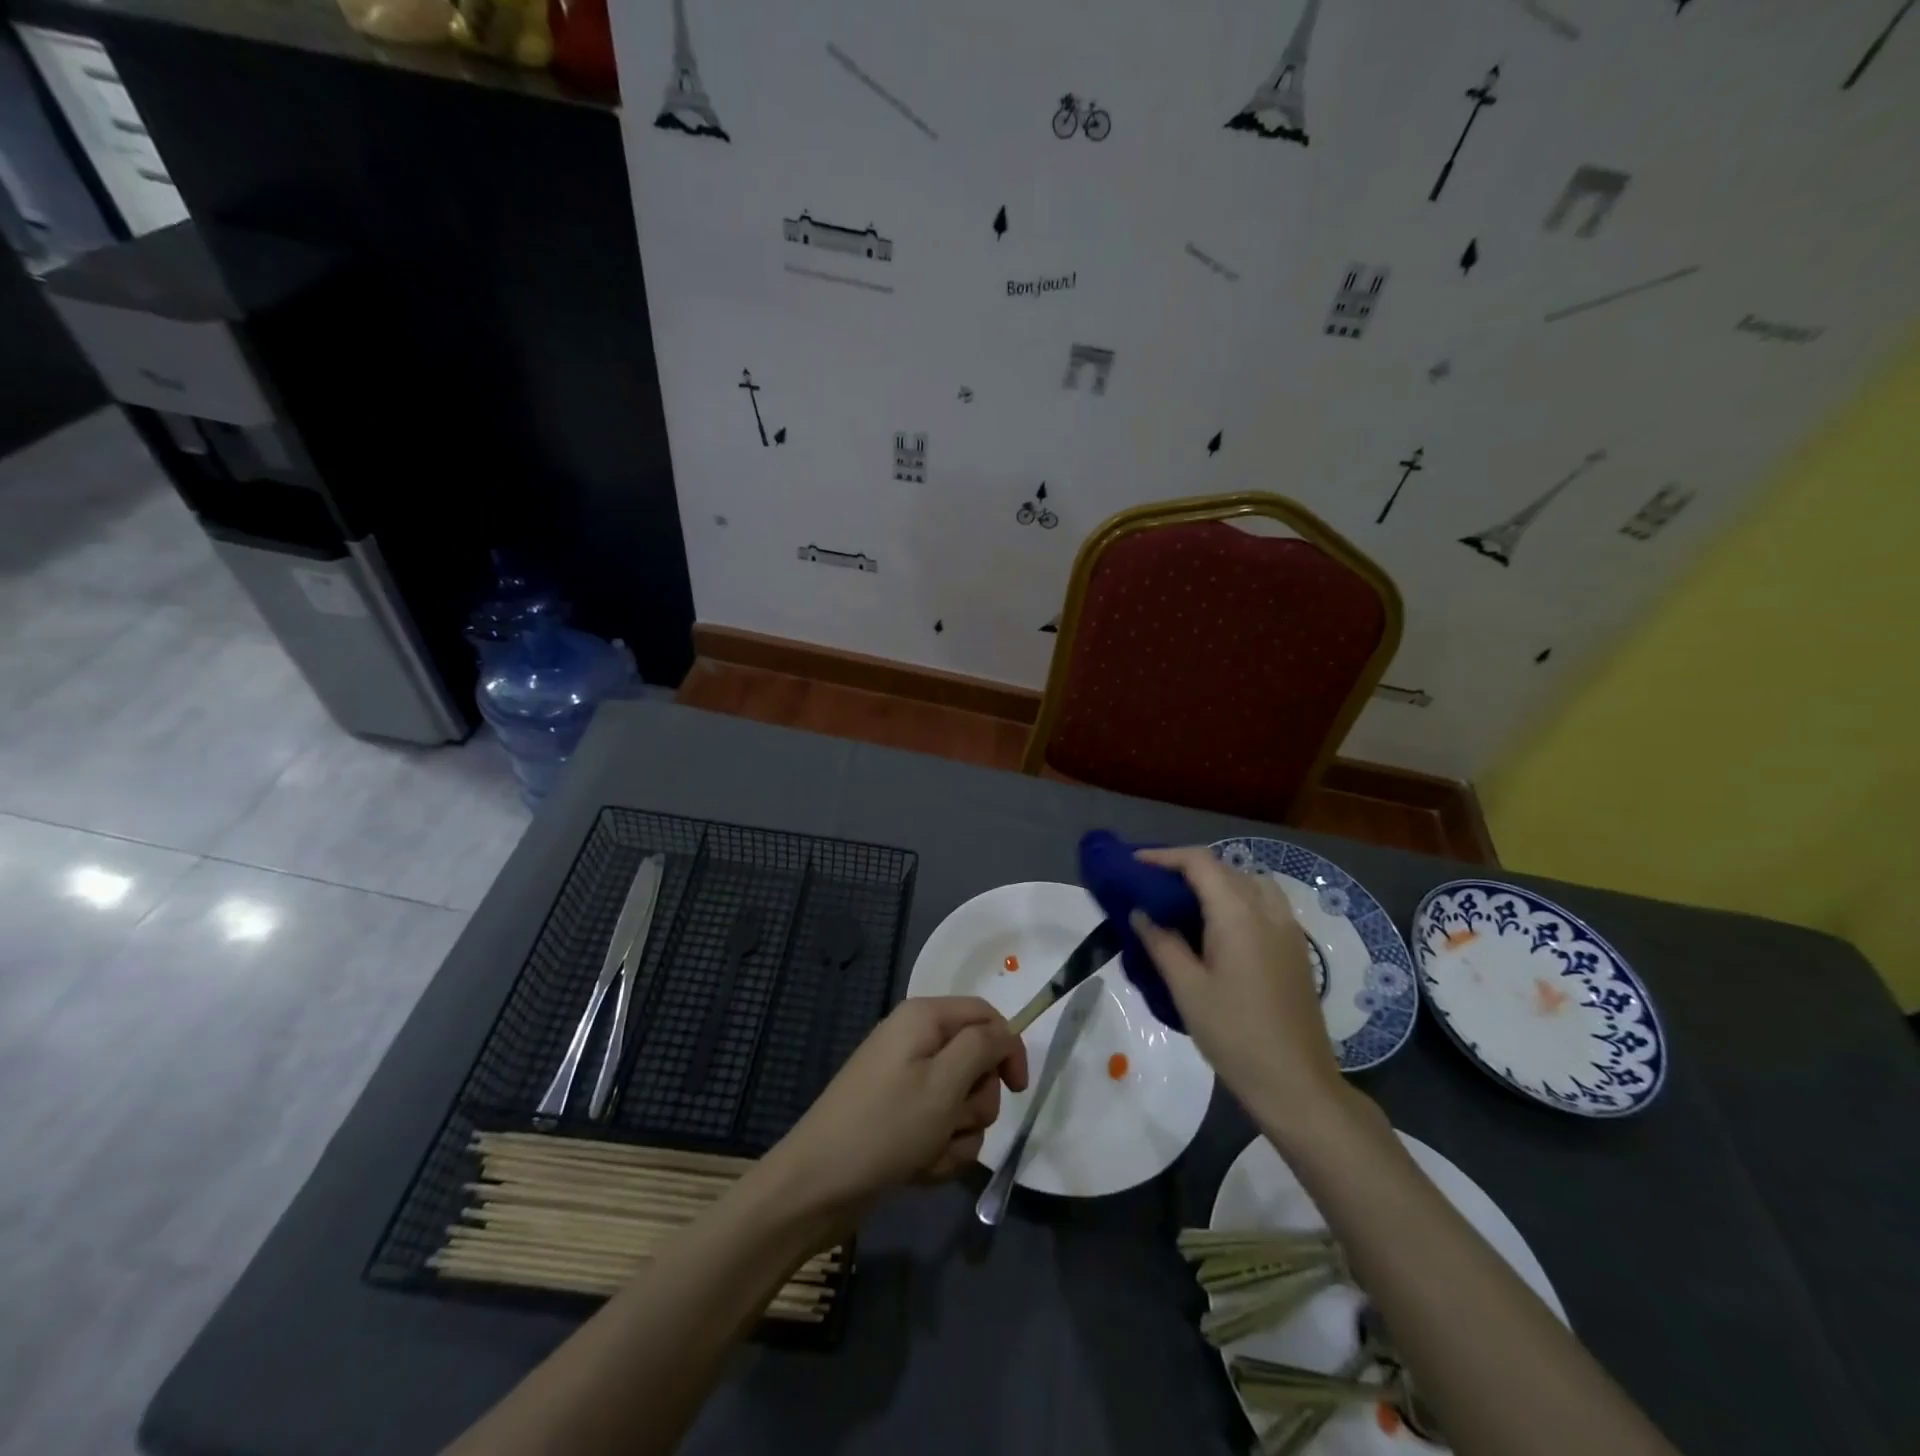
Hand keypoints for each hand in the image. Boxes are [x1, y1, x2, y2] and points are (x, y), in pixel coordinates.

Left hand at [761, 996, 1027, 1227]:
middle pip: (976, 1062)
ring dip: (956, 1135)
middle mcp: (915, 1041)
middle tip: (952, 1122)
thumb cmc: (886, 1127)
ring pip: (962, 1103)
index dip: (1008, 1049)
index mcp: (924, 1018)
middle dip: (975, 1102)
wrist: (817, 1185)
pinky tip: (916, 1168)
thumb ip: (982, 1047)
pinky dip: (937, 1150)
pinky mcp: (899, 1116)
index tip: (1017, 1091)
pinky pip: (939, 1128)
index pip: (986, 1016)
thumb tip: (1005, 1032)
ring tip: (928, 1153)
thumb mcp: (944, 1083)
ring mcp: (905, 1080)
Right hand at [1130, 847, 1346, 1127]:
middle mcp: (1268, 910)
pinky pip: (1264, 903)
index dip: (1164, 856)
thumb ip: (1161, 943)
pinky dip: (1237, 898)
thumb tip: (1141, 913)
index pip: (1200, 862)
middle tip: (1152, 885)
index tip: (1134, 863)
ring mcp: (1288, 928)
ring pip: (1249, 882)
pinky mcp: (1296, 948)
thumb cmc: (1235, 1035)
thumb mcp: (1187, 989)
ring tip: (1185, 903)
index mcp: (1238, 914)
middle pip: (1225, 868)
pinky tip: (1218, 928)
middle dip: (1186, 868)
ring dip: (1216, 881)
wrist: (1297, 1084)